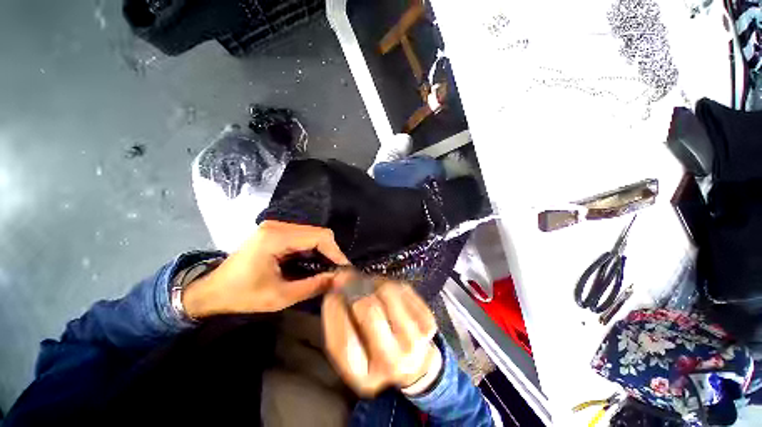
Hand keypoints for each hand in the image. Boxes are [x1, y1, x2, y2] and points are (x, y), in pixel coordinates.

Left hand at [183, 221, 349, 316]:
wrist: (211, 291)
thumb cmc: (242, 295)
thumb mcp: (280, 296)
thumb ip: (314, 285)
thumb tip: (340, 279)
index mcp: (277, 237)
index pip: (320, 236)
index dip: (336, 252)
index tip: (345, 269)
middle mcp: (278, 225)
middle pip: (318, 233)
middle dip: (331, 252)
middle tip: (337, 271)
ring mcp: (276, 226)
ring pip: (312, 234)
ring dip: (323, 251)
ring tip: (328, 269)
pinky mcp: (275, 231)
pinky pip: (303, 237)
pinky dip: (313, 249)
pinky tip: (313, 263)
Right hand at [322, 274, 439, 396]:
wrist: (413, 362)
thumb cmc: (374, 354)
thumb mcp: (351, 351)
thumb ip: (337, 323)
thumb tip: (334, 286)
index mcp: (364, 378)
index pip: (342, 341)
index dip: (334, 309)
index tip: (331, 291)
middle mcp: (391, 362)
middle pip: (368, 310)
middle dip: (353, 287)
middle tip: (346, 276)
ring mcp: (414, 342)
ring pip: (387, 292)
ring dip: (371, 282)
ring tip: (366, 284)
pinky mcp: (427, 323)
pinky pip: (402, 288)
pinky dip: (388, 282)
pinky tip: (383, 290)